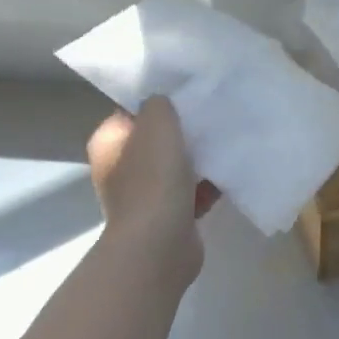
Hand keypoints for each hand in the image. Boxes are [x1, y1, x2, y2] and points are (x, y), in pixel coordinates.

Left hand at [87, 97, 218, 276]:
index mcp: (109, 144)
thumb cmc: (153, 179)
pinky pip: (192, 191)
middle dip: (184, 131)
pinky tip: (230, 173)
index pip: (132, 112)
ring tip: (226, 142)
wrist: (160, 244)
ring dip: (199, 158)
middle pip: (156, 140)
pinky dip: (208, 185)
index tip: (188, 94)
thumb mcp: (157, 123)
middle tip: (212, 117)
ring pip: (177, 166)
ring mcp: (144, 196)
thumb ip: (159, 104)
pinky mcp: (168, 216)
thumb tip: (162, 106)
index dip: (158, 103)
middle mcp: (121, 169)